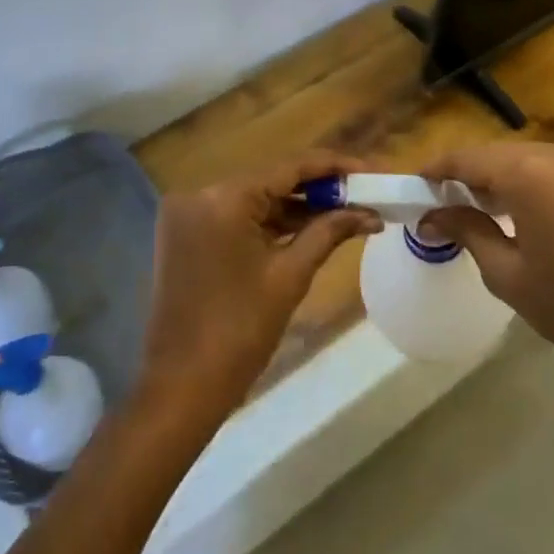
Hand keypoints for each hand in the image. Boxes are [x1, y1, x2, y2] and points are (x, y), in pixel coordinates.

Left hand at [136, 151, 381, 434]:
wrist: (182, 386)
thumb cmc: (240, 331)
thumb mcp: (290, 276)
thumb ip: (328, 232)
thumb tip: (368, 212)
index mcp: (223, 198)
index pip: (289, 167)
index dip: (334, 167)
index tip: (371, 170)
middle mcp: (198, 194)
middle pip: (270, 180)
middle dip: (318, 188)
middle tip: (363, 194)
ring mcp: (187, 215)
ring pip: (253, 200)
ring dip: (295, 207)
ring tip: (345, 212)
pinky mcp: (184, 236)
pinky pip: (235, 218)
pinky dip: (268, 223)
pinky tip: (307, 228)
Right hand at [420, 143, 553, 416]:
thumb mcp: (507, 273)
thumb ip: (466, 232)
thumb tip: (430, 218)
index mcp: (530, 173)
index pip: (467, 159)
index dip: (436, 171)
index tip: (413, 188)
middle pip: (496, 155)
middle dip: (466, 176)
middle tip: (441, 205)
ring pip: (525, 160)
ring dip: (497, 179)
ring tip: (476, 211)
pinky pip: (553, 170)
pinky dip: (528, 183)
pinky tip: (520, 214)